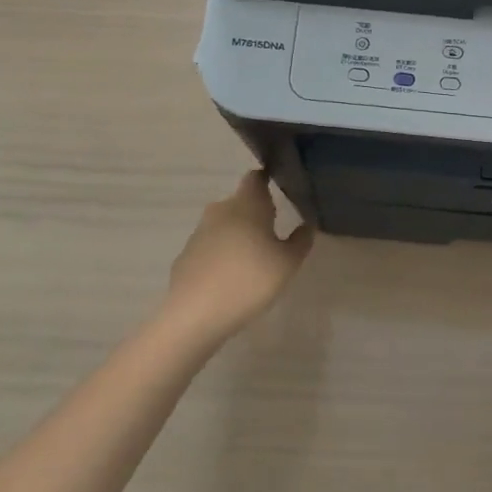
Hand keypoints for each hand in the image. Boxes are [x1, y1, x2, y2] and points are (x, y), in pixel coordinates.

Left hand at [163, 171, 313, 343]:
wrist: (194, 315)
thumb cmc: (249, 280)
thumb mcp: (288, 263)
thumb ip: (301, 241)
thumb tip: (306, 225)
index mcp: (247, 204)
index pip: (256, 177)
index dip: (267, 179)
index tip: (279, 189)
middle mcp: (220, 210)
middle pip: (240, 202)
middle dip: (255, 213)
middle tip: (273, 232)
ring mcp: (199, 233)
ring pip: (224, 225)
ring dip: (238, 235)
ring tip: (254, 259)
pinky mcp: (186, 256)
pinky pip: (210, 248)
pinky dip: (221, 255)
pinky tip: (231, 278)